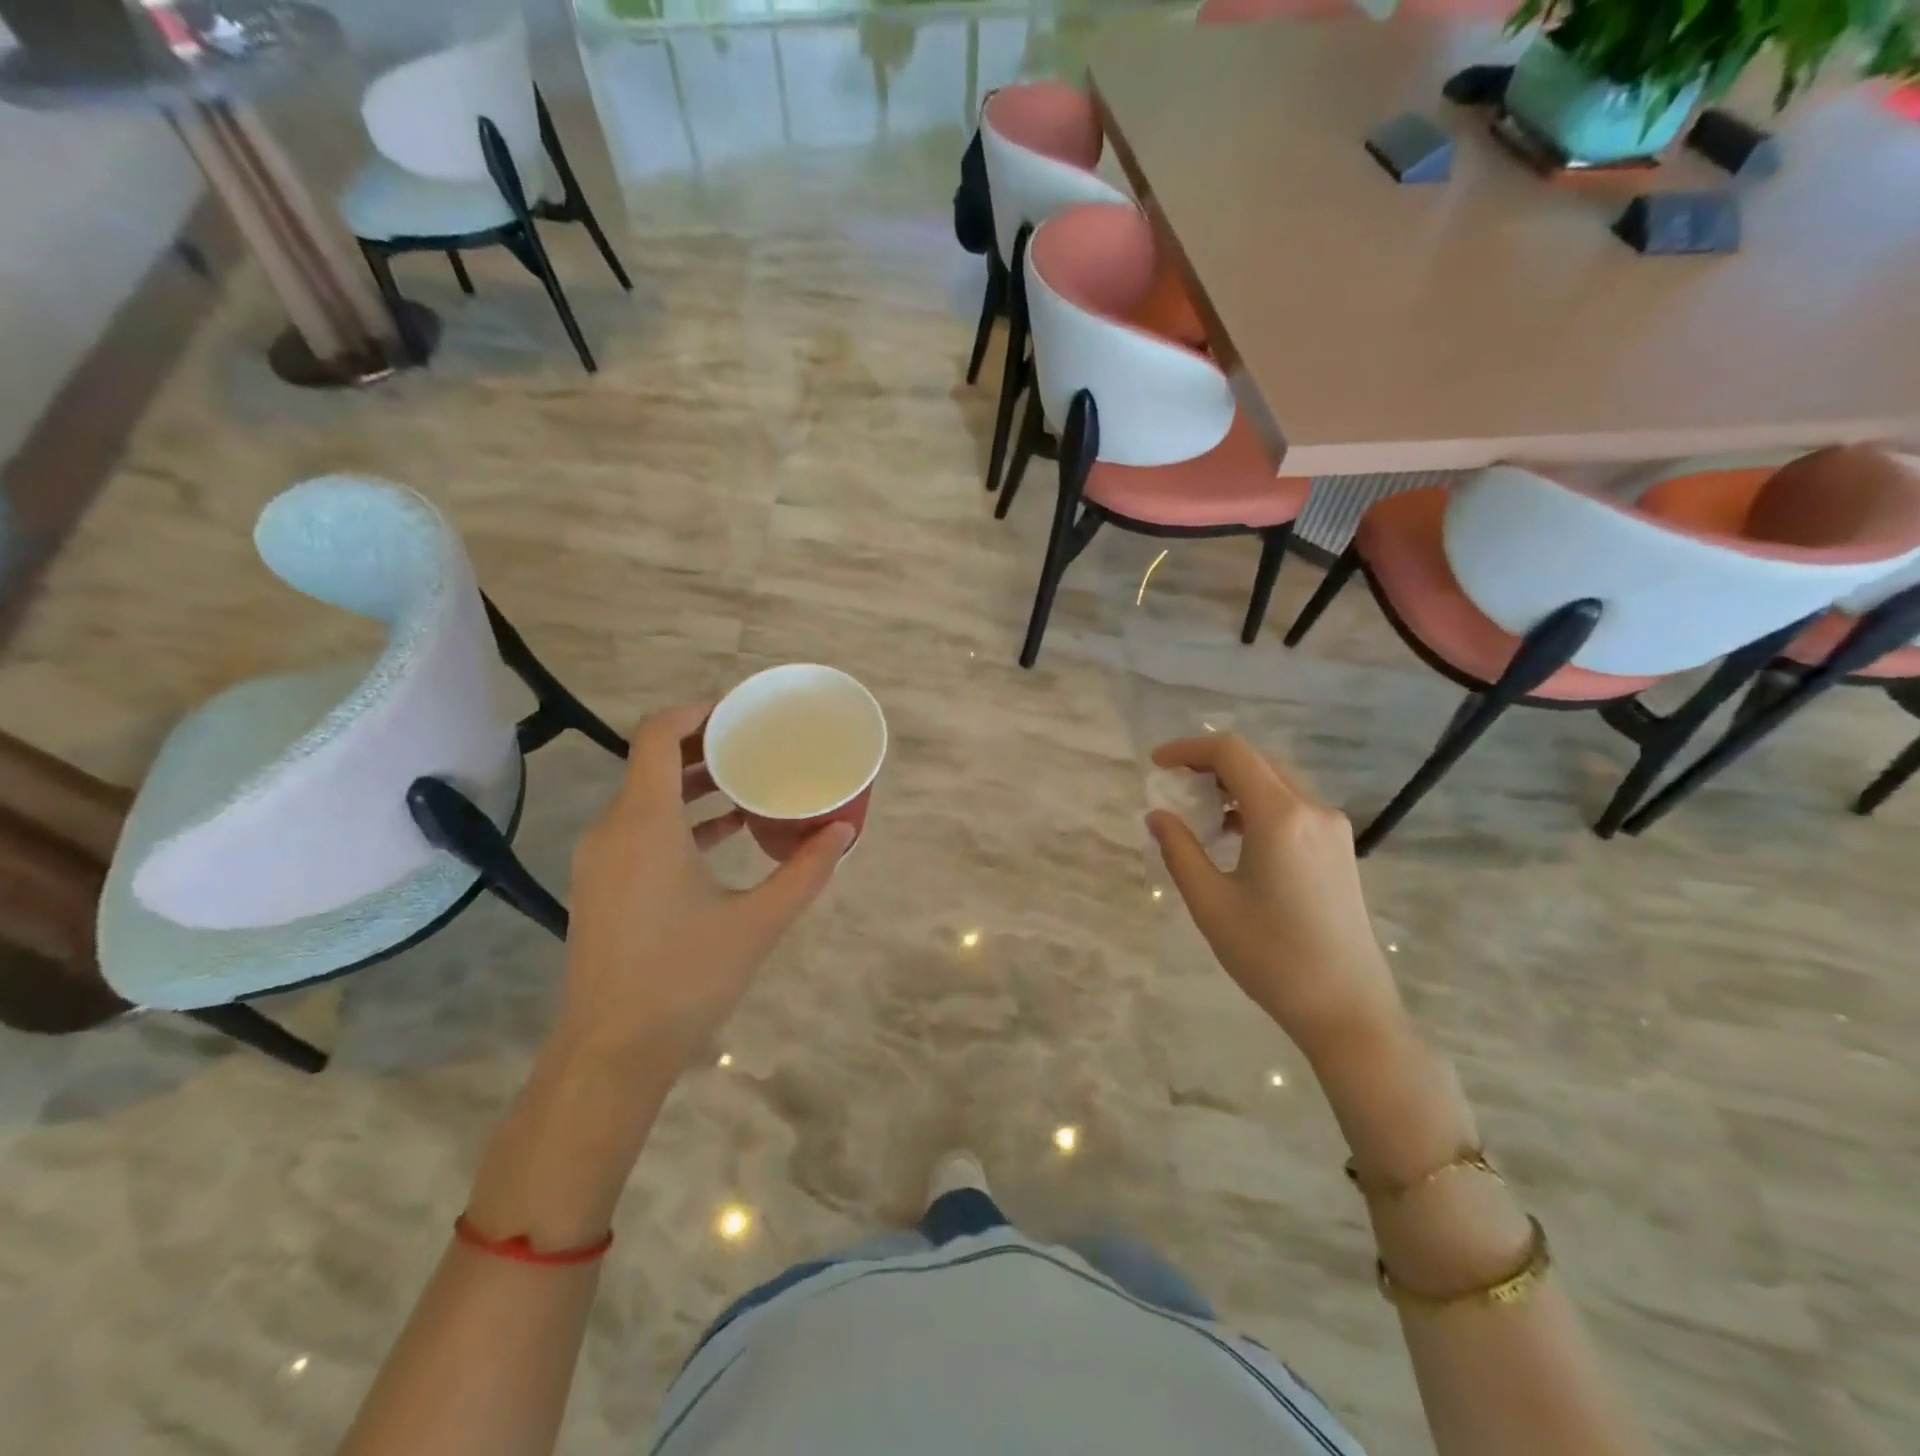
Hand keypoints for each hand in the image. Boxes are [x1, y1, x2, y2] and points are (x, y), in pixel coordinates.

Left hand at [552, 704, 853, 1075]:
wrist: (610, 1053)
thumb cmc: (684, 979)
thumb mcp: (757, 922)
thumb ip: (805, 872)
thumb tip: (844, 832)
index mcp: (645, 824)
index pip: (657, 735)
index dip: (697, 713)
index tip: (742, 714)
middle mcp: (613, 829)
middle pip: (652, 761)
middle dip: (705, 746)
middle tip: (758, 744)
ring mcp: (601, 859)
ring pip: (646, 797)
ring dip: (694, 783)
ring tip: (750, 783)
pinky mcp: (602, 884)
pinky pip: (641, 828)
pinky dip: (680, 818)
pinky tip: (726, 833)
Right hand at [1146, 734, 1404, 1064]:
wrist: (1347, 1008)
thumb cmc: (1270, 955)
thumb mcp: (1210, 903)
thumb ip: (1179, 850)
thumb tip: (1158, 815)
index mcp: (1280, 816)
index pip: (1231, 753)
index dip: (1188, 749)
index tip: (1156, 765)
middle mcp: (1312, 810)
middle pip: (1255, 762)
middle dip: (1209, 765)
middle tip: (1173, 787)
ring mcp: (1332, 829)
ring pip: (1275, 784)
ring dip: (1234, 786)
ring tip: (1199, 816)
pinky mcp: (1339, 850)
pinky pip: (1292, 808)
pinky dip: (1257, 807)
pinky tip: (1235, 838)